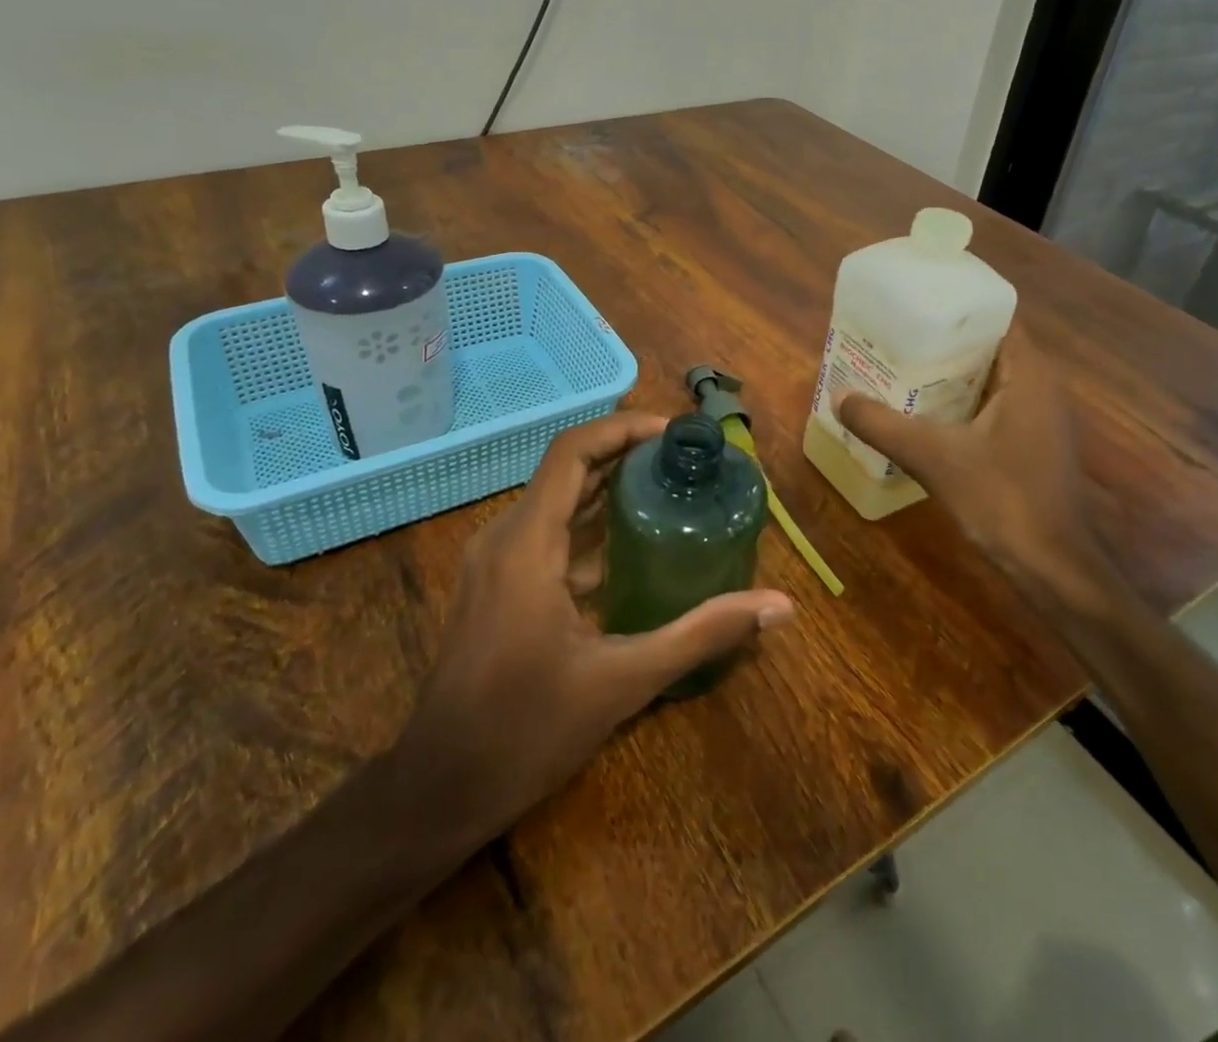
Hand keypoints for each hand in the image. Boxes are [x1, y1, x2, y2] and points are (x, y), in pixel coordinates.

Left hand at [393, 412, 794, 841]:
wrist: (438, 789)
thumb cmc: (526, 731)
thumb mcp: (623, 681)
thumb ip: (701, 634)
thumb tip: (780, 606)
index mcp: (527, 543)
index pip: (572, 452)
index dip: (622, 428)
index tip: (672, 433)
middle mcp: (504, 538)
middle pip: (567, 471)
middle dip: (624, 457)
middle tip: (685, 461)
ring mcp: (494, 563)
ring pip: (556, 504)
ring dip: (607, 492)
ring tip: (669, 491)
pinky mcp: (496, 587)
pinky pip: (546, 536)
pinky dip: (589, 529)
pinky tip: (632, 550)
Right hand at [836, 320, 1116, 613]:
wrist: (1053, 568)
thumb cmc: (1002, 499)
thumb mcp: (933, 457)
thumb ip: (882, 425)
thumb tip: (839, 397)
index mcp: (1029, 374)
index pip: (996, 317)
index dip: (955, 306)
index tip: (914, 303)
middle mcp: (1041, 387)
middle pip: (989, 346)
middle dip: (943, 340)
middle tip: (895, 335)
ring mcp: (1041, 418)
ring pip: (990, 379)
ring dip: (950, 373)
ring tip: (901, 367)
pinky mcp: (1033, 444)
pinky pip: (993, 405)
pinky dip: (961, 402)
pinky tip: (924, 413)